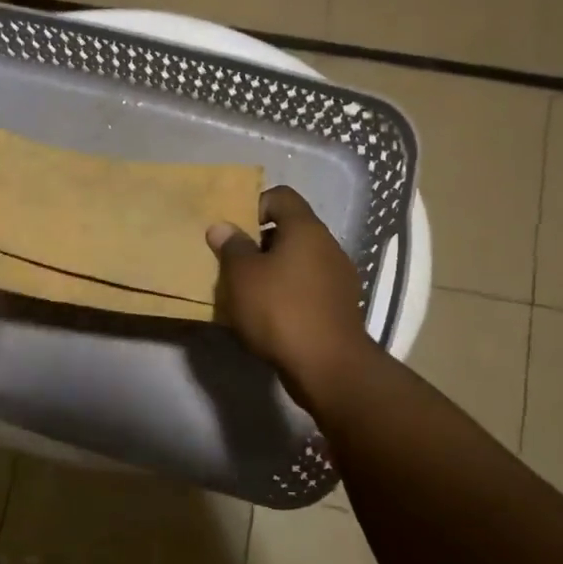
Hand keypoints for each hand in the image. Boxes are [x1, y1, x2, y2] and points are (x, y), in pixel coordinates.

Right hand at [207, 187, 368, 399]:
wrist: (327, 366)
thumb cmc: (279, 310)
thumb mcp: (242, 276)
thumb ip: (231, 247)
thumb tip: (222, 227)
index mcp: (306, 229)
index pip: (281, 197)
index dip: (255, 205)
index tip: (235, 231)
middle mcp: (328, 246)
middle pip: (290, 230)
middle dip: (260, 243)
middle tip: (234, 264)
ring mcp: (339, 277)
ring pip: (299, 261)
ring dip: (273, 270)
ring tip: (248, 293)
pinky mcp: (340, 306)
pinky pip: (308, 287)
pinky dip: (288, 293)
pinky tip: (269, 316)